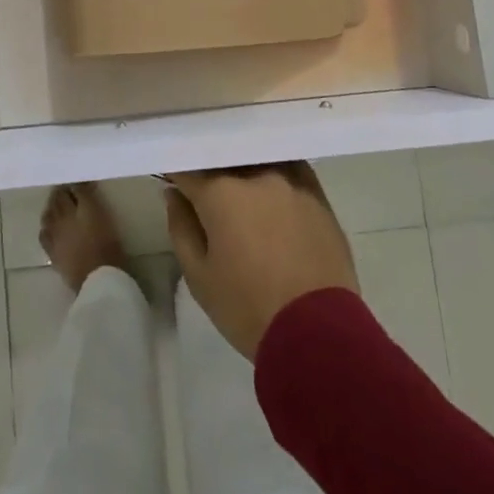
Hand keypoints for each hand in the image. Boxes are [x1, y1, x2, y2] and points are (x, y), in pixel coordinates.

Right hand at [165, 163, 359, 360]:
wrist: (319, 334)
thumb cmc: (248, 308)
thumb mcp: (199, 277)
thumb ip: (181, 227)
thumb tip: (174, 194)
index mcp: (220, 192)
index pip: (188, 168)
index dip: (177, 174)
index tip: (174, 182)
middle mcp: (255, 175)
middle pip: (225, 160)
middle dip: (211, 171)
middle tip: (207, 193)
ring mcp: (291, 180)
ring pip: (259, 160)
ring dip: (245, 170)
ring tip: (242, 191)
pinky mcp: (318, 194)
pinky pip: (290, 170)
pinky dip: (276, 175)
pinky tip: (273, 192)